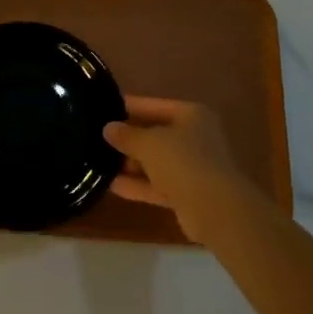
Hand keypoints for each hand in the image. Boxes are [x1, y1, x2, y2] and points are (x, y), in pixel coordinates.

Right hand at [106, 97, 252, 242]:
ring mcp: (193, 167)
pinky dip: (138, 185)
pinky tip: (111, 185)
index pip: (153, 105)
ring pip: (156, 162)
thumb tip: (108, 128)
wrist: (215, 208)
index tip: (103, 108)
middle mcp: (195, 138)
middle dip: (128, 139)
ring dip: (130, 164)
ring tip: (98, 162)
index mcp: (191, 115)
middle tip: (97, 138)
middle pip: (155, 134)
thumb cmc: (183, 161)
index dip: (128, 106)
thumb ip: (126, 135)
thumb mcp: (148, 143)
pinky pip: (157, 184)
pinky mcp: (188, 193)